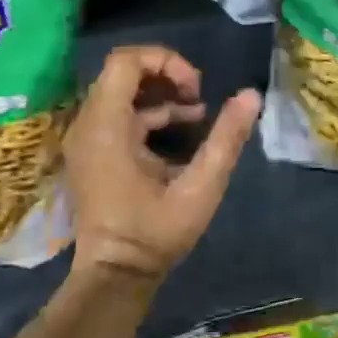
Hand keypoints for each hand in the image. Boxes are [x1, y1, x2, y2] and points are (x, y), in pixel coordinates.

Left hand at [63, 45, 260, 283]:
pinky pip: (118, 114)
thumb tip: (251, 95)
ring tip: (198, 112)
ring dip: (160, 95)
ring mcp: (86, 138)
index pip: (125, 61)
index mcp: (107, 126)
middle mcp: (88, 124)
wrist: (114, 276)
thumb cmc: (155, 234)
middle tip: (198, 96)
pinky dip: (149, 114)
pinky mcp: (92, 151)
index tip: (196, 88)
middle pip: (123, 72)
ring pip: (121, 92)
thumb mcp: (200, 188)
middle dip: (166, 75)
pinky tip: (183, 130)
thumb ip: (226, 139)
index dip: (165, 61)